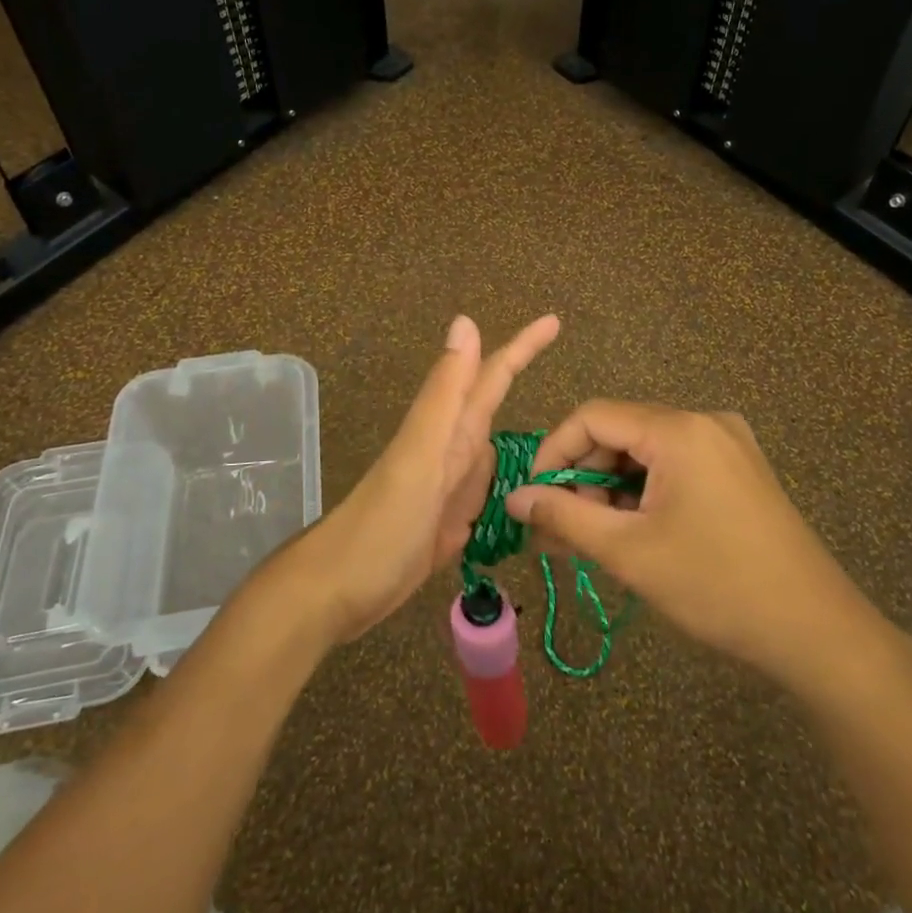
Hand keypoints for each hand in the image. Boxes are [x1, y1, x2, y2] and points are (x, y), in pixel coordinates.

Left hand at [292, 314, 560, 644]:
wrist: (338, 591)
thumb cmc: (381, 523)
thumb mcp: (419, 454)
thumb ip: (444, 393)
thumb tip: (465, 321)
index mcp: (450, 430)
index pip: (492, 375)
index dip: (522, 346)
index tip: (554, 320)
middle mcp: (453, 450)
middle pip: (495, 405)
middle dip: (528, 386)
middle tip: (573, 377)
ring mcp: (452, 487)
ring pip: (497, 449)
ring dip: (530, 441)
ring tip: (573, 439)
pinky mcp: (452, 522)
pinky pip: (491, 492)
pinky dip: (514, 487)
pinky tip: (533, 492)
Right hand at [504, 401, 875, 686]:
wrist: (818, 632)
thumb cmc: (716, 586)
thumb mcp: (629, 552)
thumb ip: (565, 516)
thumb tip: (515, 498)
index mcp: (679, 429)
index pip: (593, 417)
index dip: (554, 452)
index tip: (533, 498)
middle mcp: (705, 422)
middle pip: (620, 434)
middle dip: (583, 479)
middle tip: (561, 532)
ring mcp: (728, 445)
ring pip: (647, 454)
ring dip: (612, 491)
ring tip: (594, 541)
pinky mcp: (741, 470)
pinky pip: (675, 467)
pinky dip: (645, 494)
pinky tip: (634, 534)